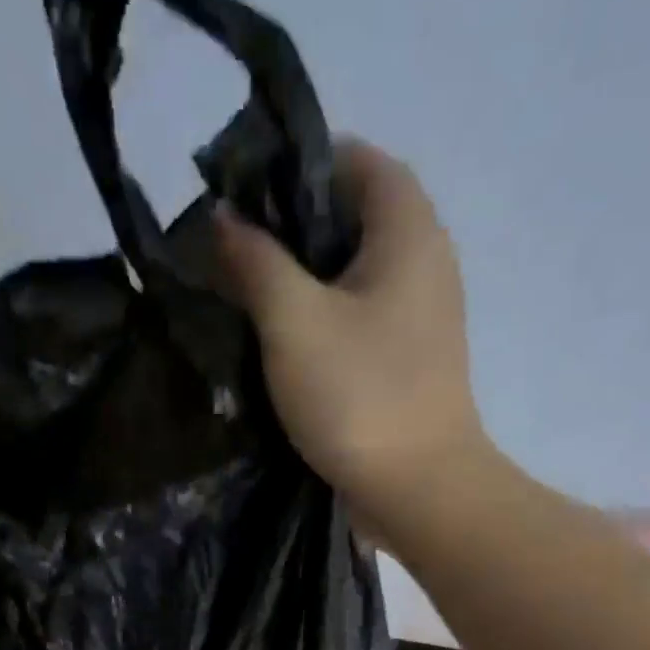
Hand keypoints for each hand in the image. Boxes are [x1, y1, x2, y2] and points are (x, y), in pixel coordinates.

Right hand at [214, 139, 489, 525]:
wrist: (417, 489)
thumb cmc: (358, 395)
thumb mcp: (293, 321)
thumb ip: (255, 261)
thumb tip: (224, 219)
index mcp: (408, 230)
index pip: (354, 159)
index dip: (295, 166)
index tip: (242, 198)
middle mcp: (425, 260)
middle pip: (352, 216)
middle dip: (290, 228)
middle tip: (232, 254)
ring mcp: (420, 314)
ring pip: (352, 272)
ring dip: (301, 279)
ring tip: (245, 297)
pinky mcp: (407, 359)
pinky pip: (359, 316)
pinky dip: (321, 318)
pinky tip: (279, 343)